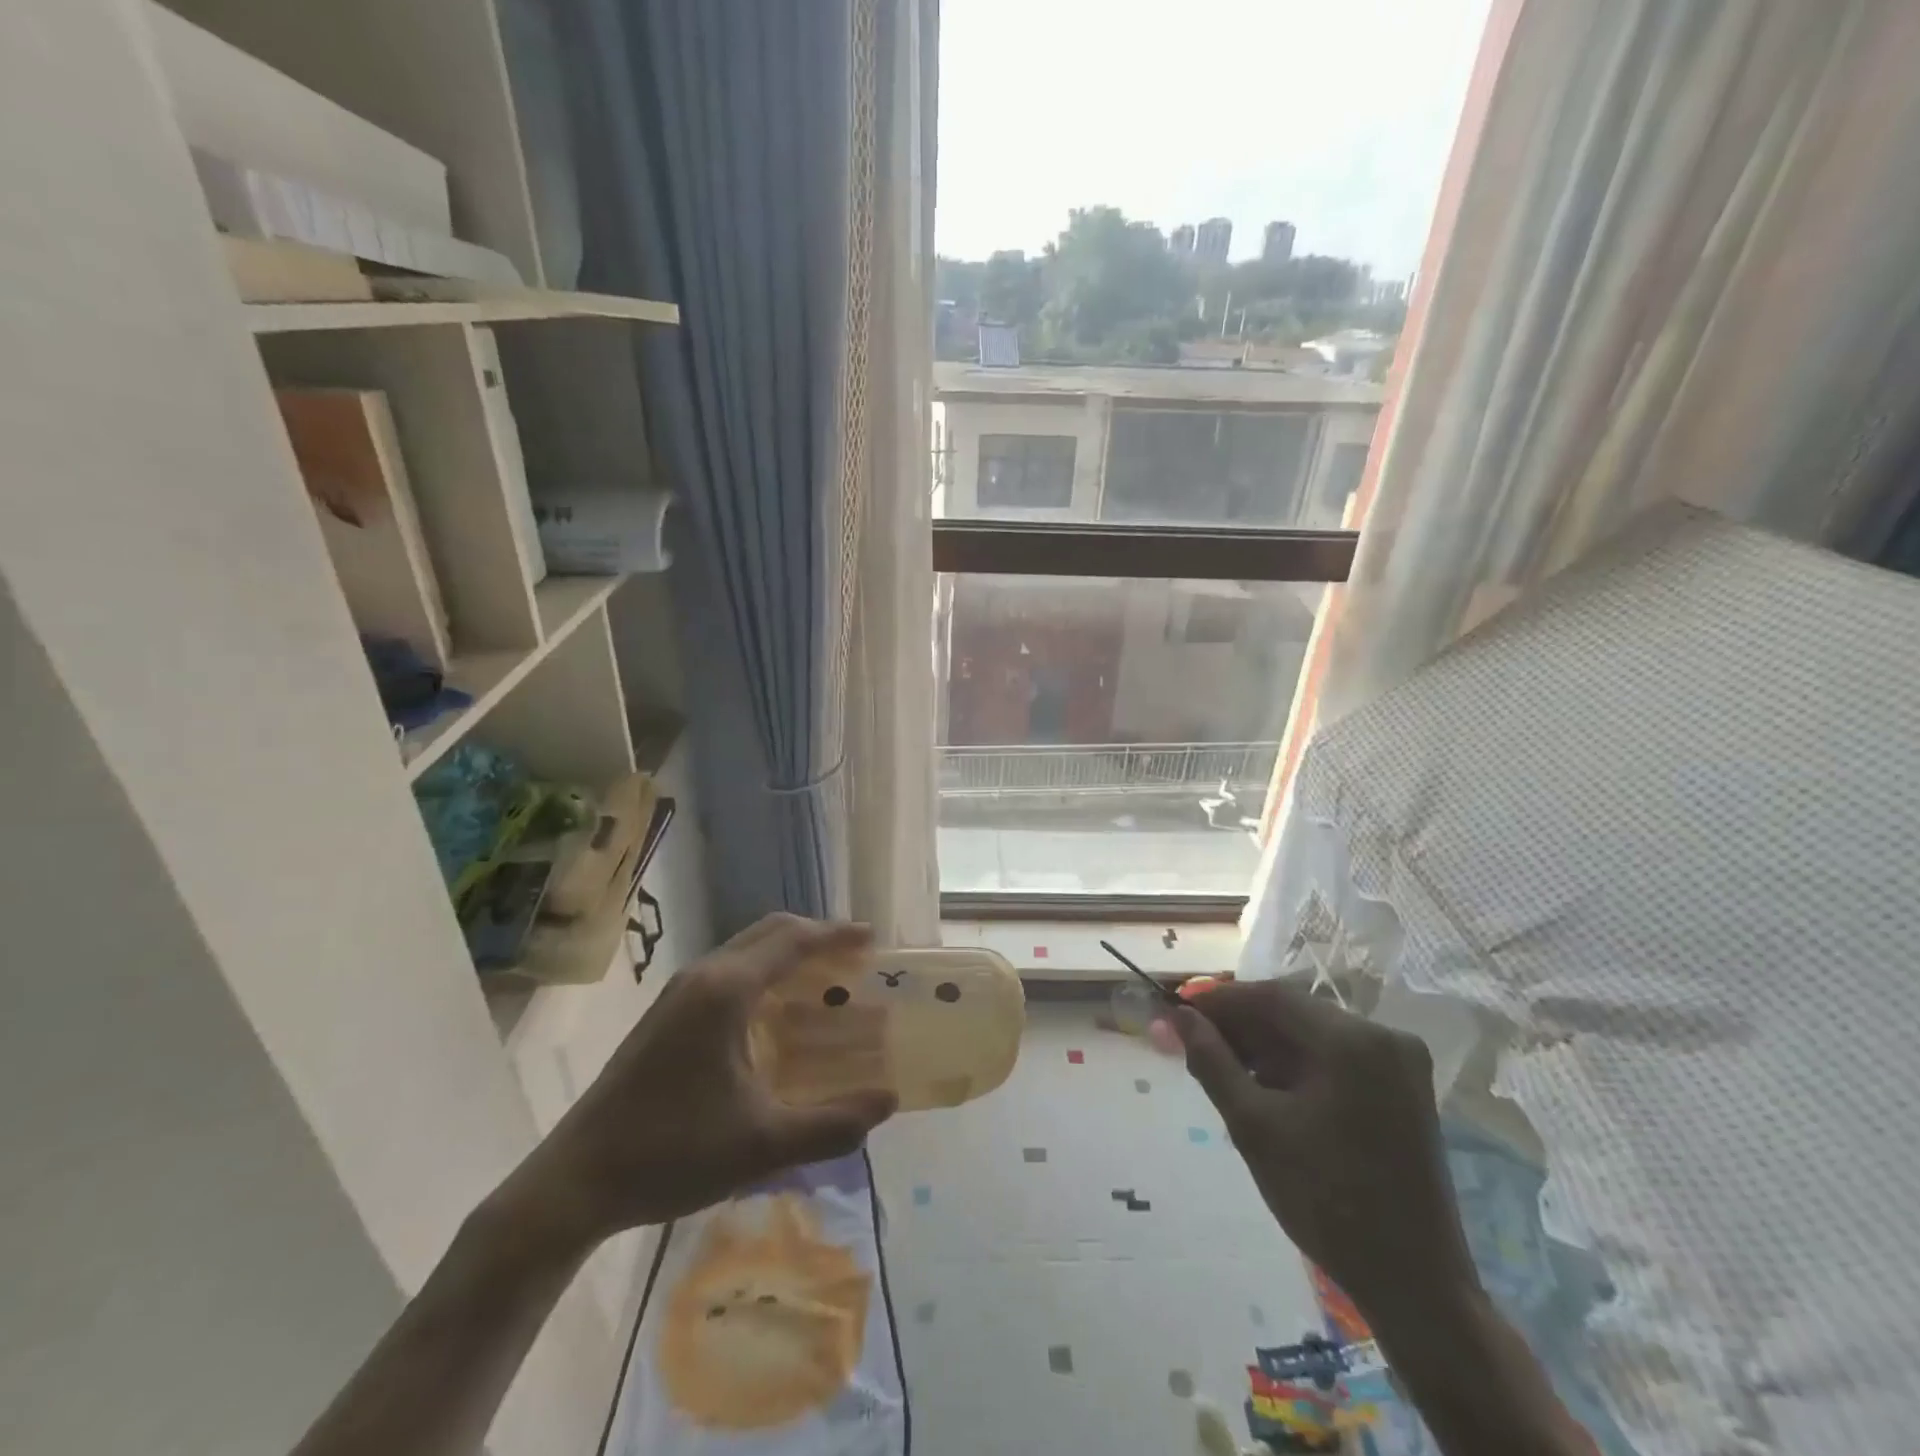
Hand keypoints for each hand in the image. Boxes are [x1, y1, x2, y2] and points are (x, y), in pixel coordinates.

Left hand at [494, 915, 897, 1249]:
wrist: (575, 1182)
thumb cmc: (671, 1154)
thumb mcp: (763, 1145)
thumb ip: (832, 1124)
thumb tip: (888, 1102)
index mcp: (727, 992)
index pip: (793, 941)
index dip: (836, 935)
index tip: (872, 938)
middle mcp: (703, 976)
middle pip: (769, 933)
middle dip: (815, 936)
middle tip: (855, 957)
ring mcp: (679, 994)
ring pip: (746, 950)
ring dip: (788, 954)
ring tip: (824, 981)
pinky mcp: (666, 1014)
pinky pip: (728, 971)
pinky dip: (764, 974)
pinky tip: (776, 1015)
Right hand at [1166, 982, 1479, 1326]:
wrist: (1414, 1283)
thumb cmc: (1326, 1201)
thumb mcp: (1254, 1126)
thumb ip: (1211, 1060)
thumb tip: (1178, 1016)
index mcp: (1351, 1041)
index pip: (1270, 997)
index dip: (1218, 1002)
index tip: (1177, 1014)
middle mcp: (1382, 1036)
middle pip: (1292, 1013)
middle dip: (1240, 1027)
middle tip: (1192, 1046)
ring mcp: (1399, 1062)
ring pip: (1311, 1034)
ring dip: (1265, 1048)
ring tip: (1222, 1072)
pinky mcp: (1403, 1087)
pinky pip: (1335, 1057)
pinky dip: (1297, 1066)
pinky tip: (1265, 1089)